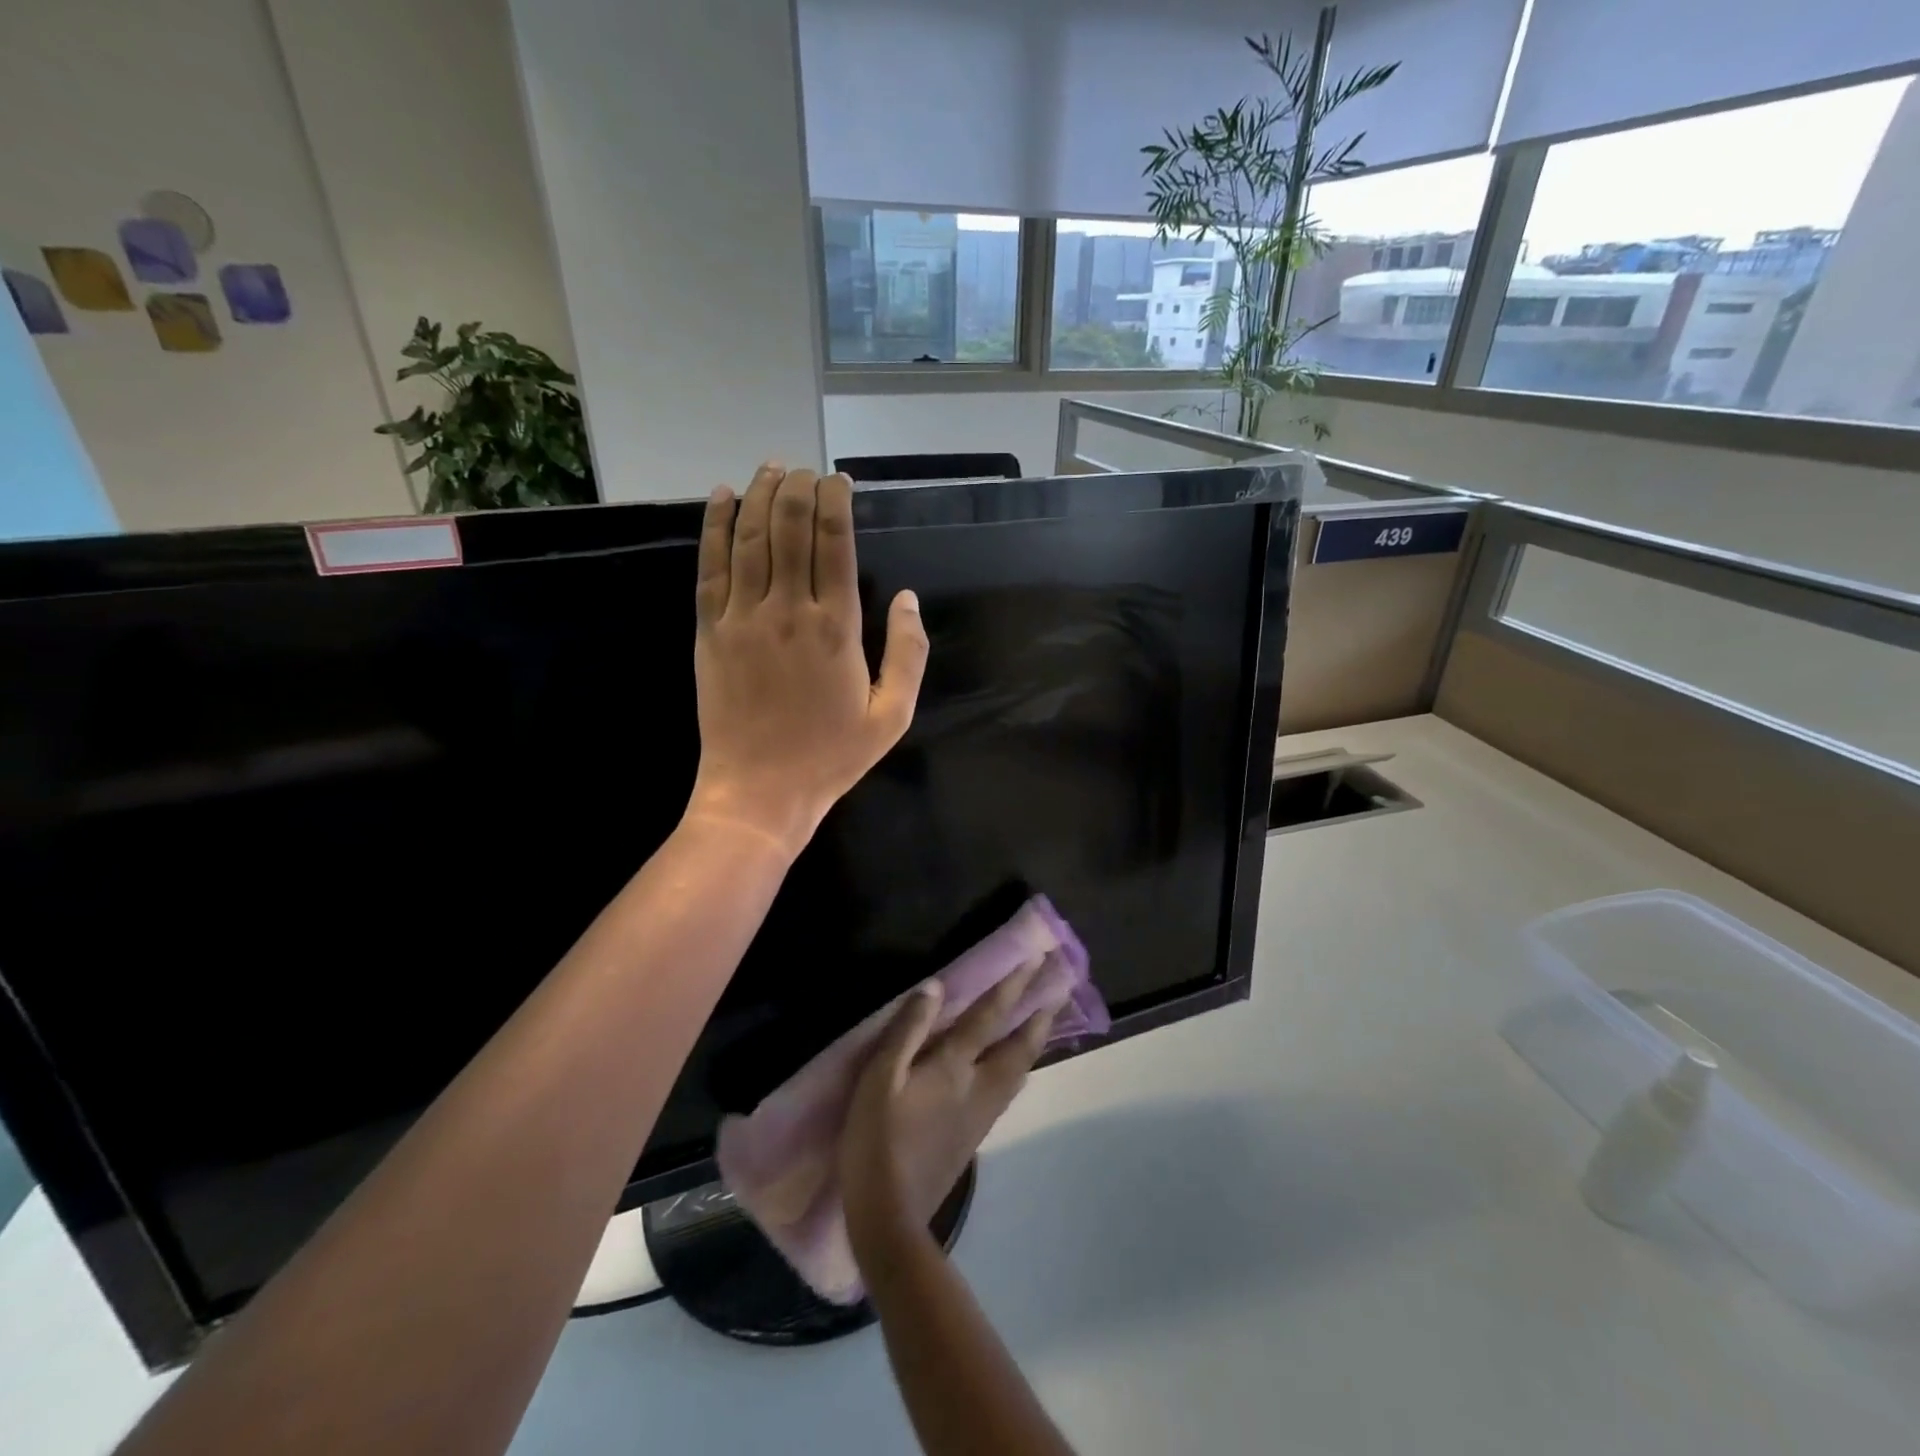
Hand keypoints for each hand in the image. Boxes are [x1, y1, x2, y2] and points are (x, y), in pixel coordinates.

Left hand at [688, 464, 927, 853]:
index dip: (836, 502)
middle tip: (807, 470)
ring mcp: (743, 618)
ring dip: (761, 495)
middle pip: (791, 529)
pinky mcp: (710, 631)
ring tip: (771, 467)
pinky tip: (722, 497)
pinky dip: (715, 527)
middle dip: (800, 488)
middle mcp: (788, 610)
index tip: (840, 481)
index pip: (835, 543)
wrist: (759, 791)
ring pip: (751, 538)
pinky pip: (710, 567)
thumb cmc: (830, 757)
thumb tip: (908, 598)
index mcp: (837, 628)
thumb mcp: (891, 716)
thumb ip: (908, 654)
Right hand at [841, 961, 1058, 1268]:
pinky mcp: (975, 1136)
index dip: (1012, 987)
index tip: (1036, 961)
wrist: (889, 1217)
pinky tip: (1017, 1070)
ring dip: (1035, 1041)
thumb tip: (935, 987)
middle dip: (1039, 1015)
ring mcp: (981, 1115)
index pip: (989, 1017)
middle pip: (1019, 1046)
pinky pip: (1009, 1090)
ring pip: (1019, 1070)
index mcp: (954, 1067)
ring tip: (1046, 1022)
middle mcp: (978, 1087)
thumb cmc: (876, 1141)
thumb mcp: (878, 1079)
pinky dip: (1020, 1067)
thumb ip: (907, 1030)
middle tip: (1060, 989)